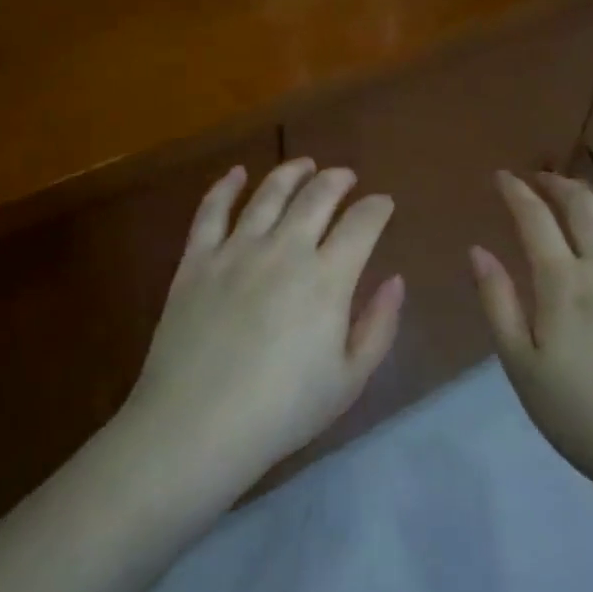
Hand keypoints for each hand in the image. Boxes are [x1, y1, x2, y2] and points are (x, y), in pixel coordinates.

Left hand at [126, 159, 401, 485]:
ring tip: (304, 165)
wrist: (196, 426)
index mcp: (327, 278)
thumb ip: (379, 325)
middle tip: (346, 176)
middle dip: (337, 180)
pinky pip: (211, 211)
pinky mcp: (196, 260)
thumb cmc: (282, 411)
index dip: (377, 208)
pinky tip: (237, 174)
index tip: (383, 204)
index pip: (362, 224)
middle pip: (316, 197)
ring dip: (291, 173)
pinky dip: (225, 187)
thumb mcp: (349, 379)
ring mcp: (236, 250)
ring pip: (268, 193)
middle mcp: (284, 250)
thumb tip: (396, 280)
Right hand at [470, 172, 592, 497]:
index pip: (535, 219)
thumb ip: (497, 302)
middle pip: (583, 206)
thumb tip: (477, 250)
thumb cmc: (581, 414)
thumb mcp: (520, 365)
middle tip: (539, 177)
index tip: (502, 177)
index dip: (516, 192)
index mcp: (563, 282)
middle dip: (557, 184)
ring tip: (582, 190)